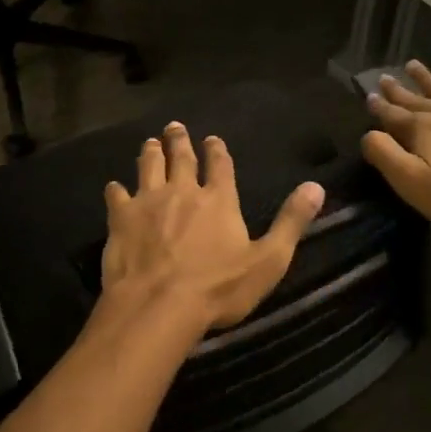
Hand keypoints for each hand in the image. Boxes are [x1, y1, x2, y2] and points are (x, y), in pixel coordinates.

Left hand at [102, 122, 325, 331]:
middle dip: (178, 140)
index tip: (212, 138)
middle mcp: (183, 191)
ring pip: (148, 167)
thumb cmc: (218, 288)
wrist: (159, 305)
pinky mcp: (121, 218)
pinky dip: (116, 190)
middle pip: (180, 158)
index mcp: (219, 200)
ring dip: (150, 153)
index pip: (220, 165)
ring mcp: (148, 202)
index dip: (216, 150)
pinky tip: (114, 188)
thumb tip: (316, 187)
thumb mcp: (268, 260)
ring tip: (150, 142)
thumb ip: (290, 222)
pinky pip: (117, 196)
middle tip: (174, 126)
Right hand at [362, 61, 430, 232]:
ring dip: (427, 78)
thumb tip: (369, 134)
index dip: (379, 107)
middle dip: (398, 89)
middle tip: (384, 77)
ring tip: (413, 65)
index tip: (369, 96)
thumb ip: (387, 156)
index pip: (392, 115)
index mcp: (420, 129)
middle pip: (415, 98)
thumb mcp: (414, 184)